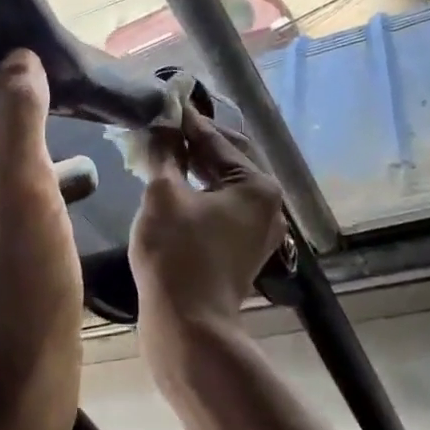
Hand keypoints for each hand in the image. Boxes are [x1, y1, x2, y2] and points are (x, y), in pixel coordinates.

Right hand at [128, 107, 285, 375]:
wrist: (189, 328)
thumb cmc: (176, 255)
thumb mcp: (163, 195)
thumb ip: (165, 152)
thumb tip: (163, 123)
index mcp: (257, 184)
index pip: (216, 138)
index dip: (185, 120)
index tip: (162, 100)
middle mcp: (268, 202)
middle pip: (227, 157)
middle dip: (194, 141)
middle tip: (161, 124)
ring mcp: (259, 228)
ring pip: (225, 182)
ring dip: (195, 165)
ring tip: (162, 149)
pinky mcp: (243, 247)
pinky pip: (223, 205)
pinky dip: (200, 190)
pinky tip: (174, 183)